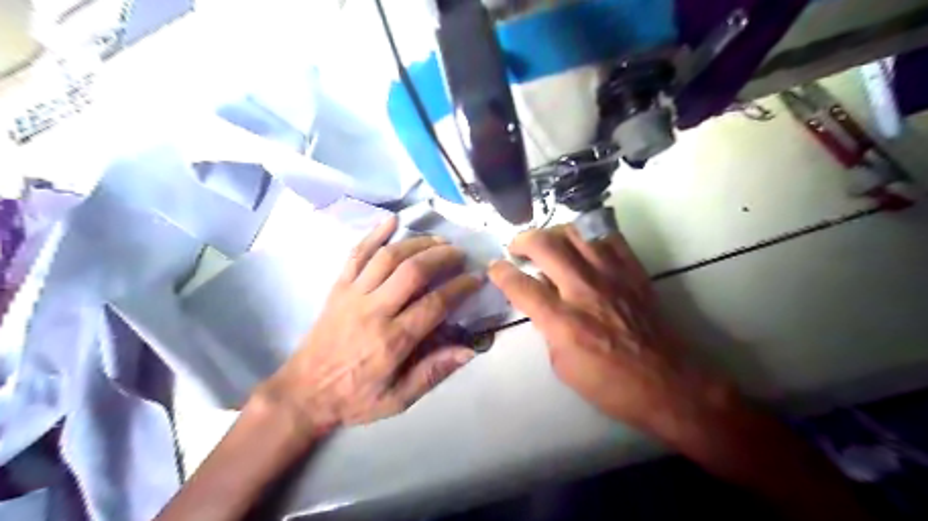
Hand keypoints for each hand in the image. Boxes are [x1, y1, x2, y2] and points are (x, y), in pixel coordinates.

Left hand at [256, 216, 481, 435]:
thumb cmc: (354, 398)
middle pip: (413, 271)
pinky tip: (392, 220)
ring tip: (438, 240)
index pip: (435, 304)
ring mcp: (352, 295)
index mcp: (392, 341)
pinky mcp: (338, 288)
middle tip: (460, 254)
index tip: (476, 278)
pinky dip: (374, 233)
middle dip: (442, 257)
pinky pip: (356, 254)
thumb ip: (433, 373)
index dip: (460, 287)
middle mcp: (373, 311)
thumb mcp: (398, 399)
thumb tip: (469, 350)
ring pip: (388, 257)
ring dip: (417, 243)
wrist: (302, 393)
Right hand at [489, 225, 735, 433]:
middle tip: (516, 248)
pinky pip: (608, 236)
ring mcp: (612, 275)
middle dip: (522, 240)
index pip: (521, 285)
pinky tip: (582, 245)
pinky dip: (589, 235)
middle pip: (545, 245)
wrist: (668, 383)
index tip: (494, 268)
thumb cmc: (610, 384)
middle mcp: (584, 290)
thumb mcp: (563, 366)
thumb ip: (547, 328)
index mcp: (564, 321)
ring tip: (547, 243)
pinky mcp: (633, 270)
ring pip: (575, 231)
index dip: (501, 273)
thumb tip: (541, 301)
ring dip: (553, 232)